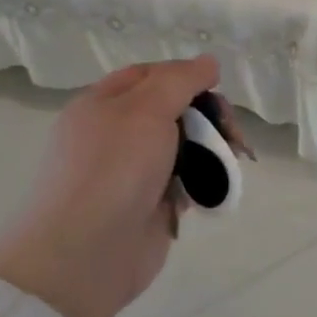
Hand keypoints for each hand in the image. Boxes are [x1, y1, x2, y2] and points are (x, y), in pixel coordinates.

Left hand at [0, 56, 222, 316]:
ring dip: (211, 149)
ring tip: (231, 160)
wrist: (85, 254)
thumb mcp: (146, 109)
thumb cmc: (113, 169)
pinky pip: (184, 183)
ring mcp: (132, 173)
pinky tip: (215, 188)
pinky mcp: (149, 207)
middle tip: (230, 132)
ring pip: (183, 148)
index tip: (216, 86)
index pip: (149, 75)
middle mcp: (114, 135)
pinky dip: (202, 182)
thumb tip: (208, 62)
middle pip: (171, 111)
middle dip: (207, 116)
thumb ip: (180, 80)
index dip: (184, 75)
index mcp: (101, 105)